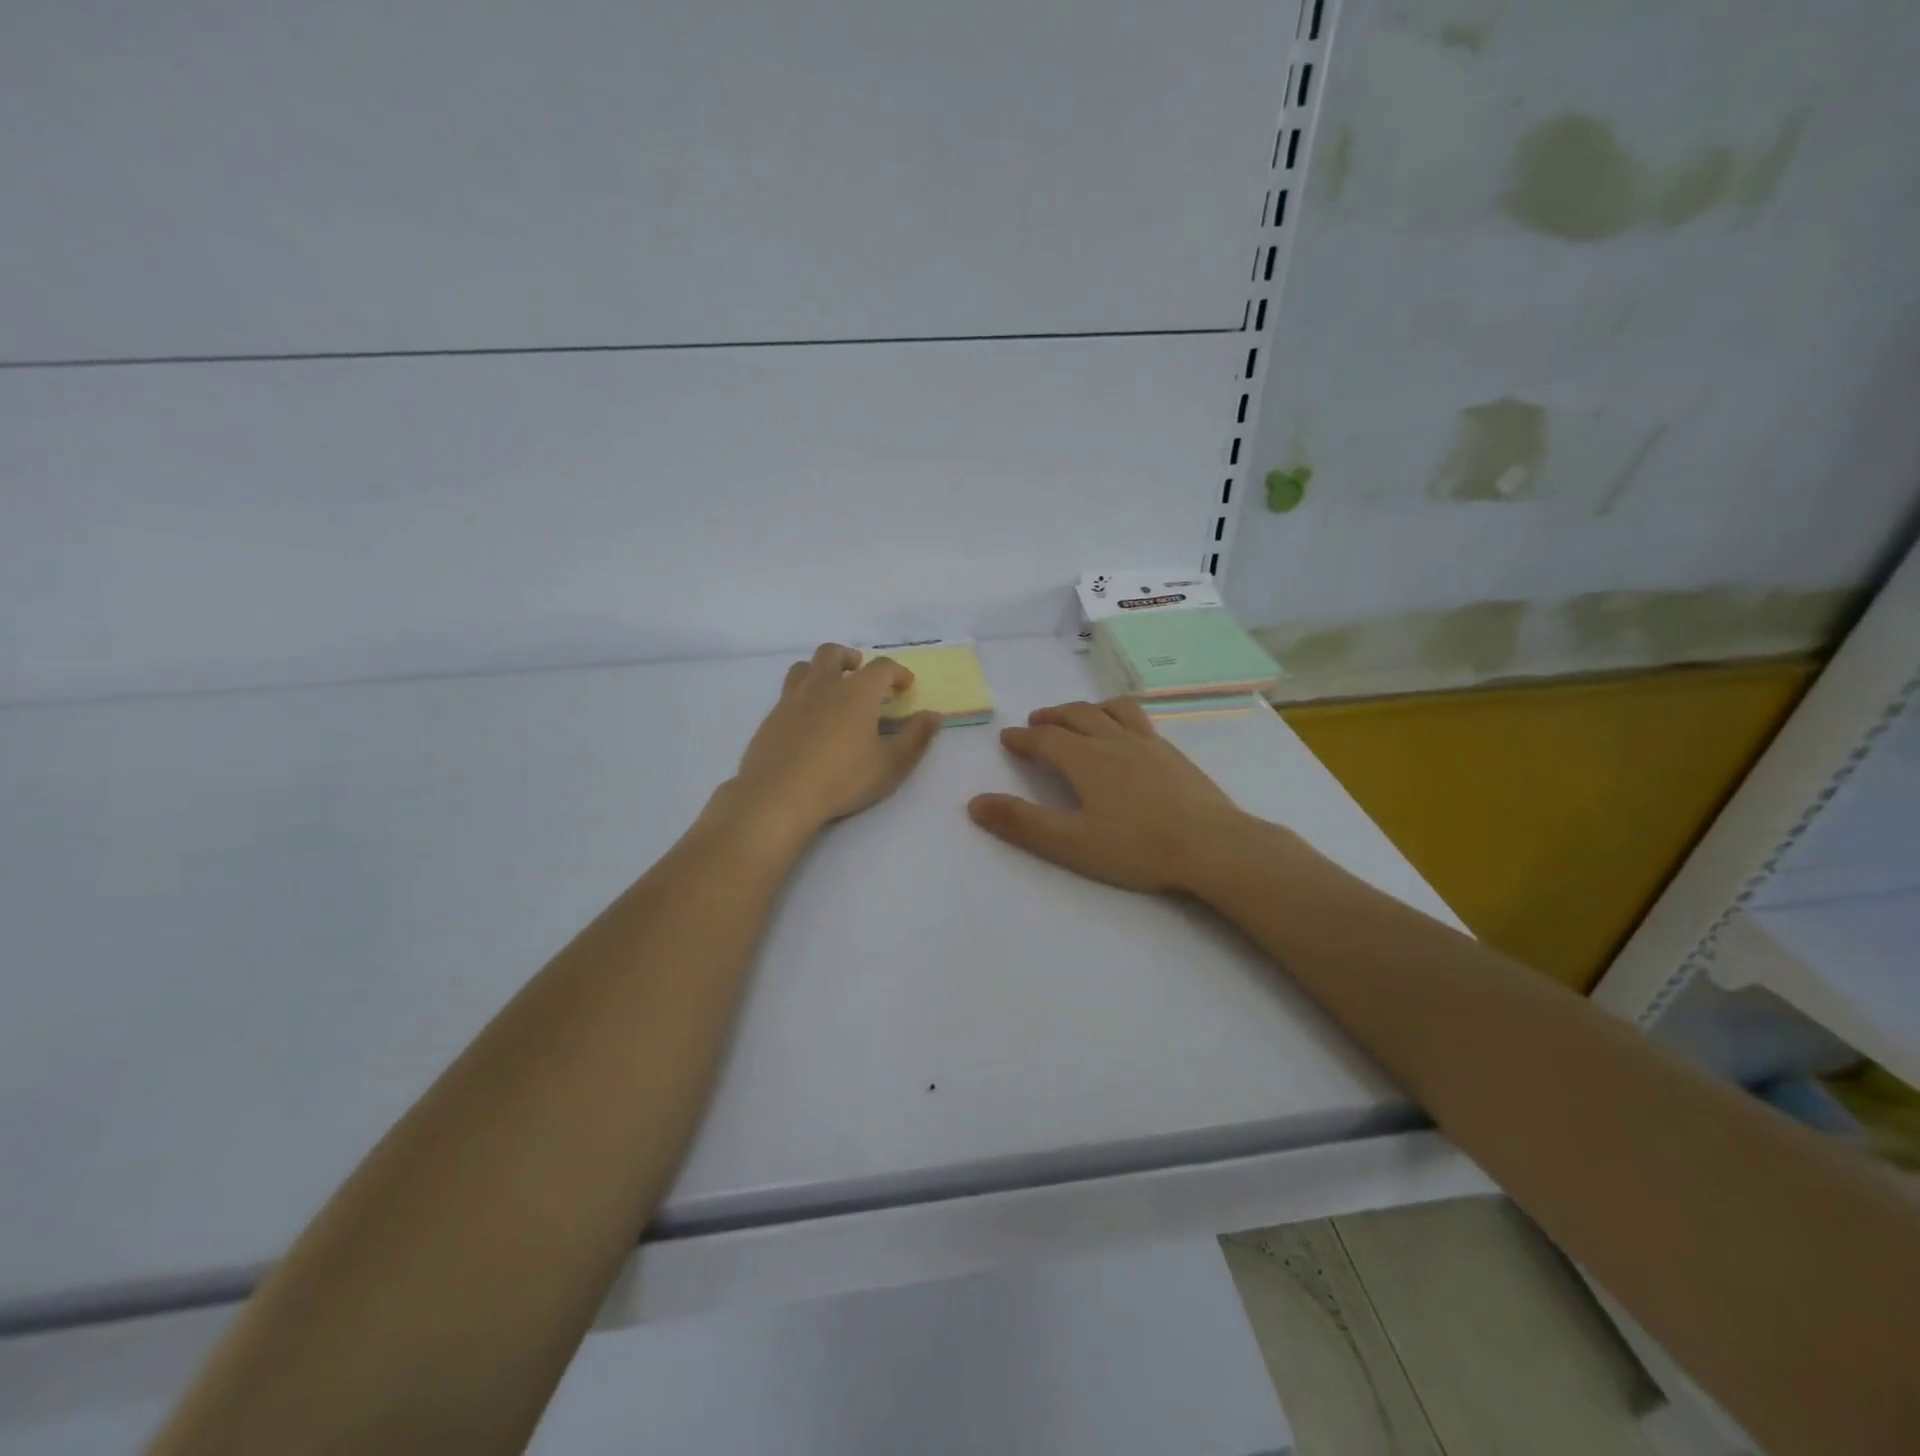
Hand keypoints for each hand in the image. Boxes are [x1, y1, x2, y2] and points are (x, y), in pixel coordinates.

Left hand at [722, 644, 939, 843]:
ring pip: (804, 667)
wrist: (779, 795)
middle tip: (860, 674)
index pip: (882, 667)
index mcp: (857, 691)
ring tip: (831, 689)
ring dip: (821, 670)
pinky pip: (788, 693)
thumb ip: (916, 738)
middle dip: (851, 658)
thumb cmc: (843, 778)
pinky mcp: (771, 717)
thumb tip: (933, 716)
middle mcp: (823, 684)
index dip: (898, 672)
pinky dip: (802, 696)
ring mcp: (792, 698)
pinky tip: (807, 720)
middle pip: (833, 653)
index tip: (905, 685)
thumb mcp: (891, 764)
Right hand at [967, 698, 1253, 892]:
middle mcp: (1114, 741)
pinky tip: (1127, 734)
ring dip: (1087, 709)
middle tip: (1036, 722)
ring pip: (1111, 710)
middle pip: (1076, 715)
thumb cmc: (1137, 848)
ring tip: (1079, 716)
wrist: (1214, 847)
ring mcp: (1149, 744)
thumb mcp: (1070, 843)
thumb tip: (974, 803)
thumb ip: (1021, 823)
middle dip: (1051, 717)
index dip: (1023, 738)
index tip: (1008, 738)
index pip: (1045, 739)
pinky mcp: (1174, 754)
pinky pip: (1139, 719)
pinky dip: (1119, 715)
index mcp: (1086, 760)